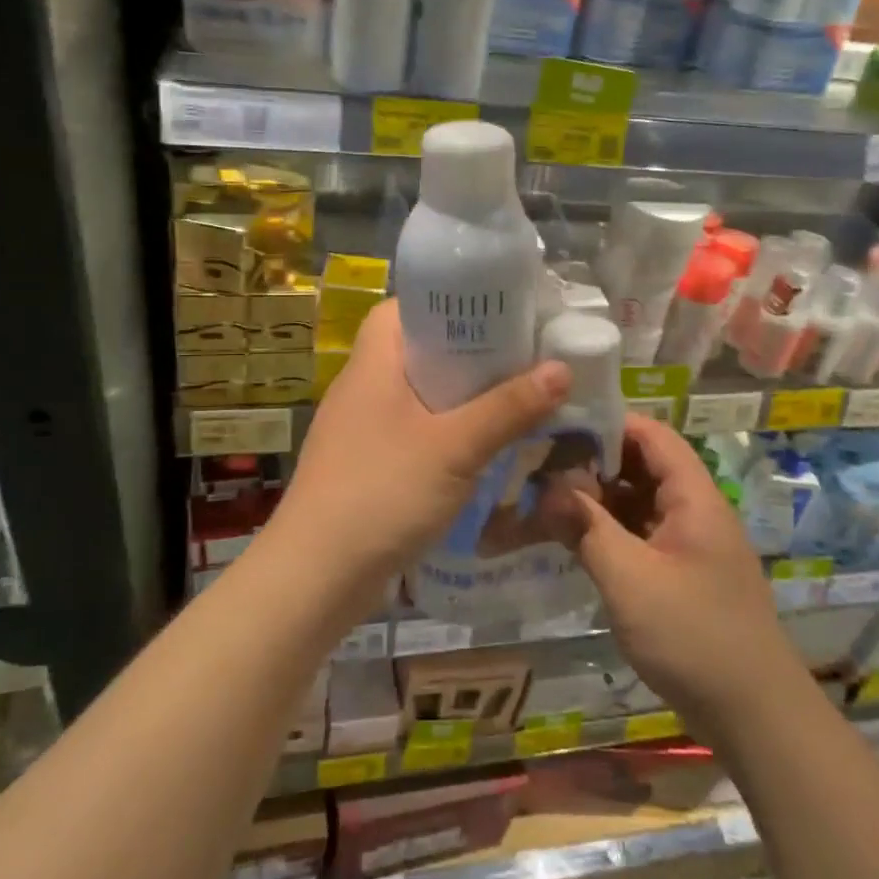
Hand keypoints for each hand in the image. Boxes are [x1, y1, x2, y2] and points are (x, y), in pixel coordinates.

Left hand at [271, 301, 569, 588]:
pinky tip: (479, 450)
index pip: (406, 307)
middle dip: (468, 355)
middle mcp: (362, 386)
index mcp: (373, 363)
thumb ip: (509, 408)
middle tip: (519, 358)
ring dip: (460, 398)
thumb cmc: (383, 492)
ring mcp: (359, 428)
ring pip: (418, 395)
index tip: (496, 312)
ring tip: (511, 400)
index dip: (450, 303)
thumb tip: (562, 368)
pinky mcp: (364, 464)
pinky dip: (444, 433)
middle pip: (418, 351)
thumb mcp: (455, 447)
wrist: (316, 575)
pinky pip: (412, 431)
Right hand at [574, 414, 801, 737]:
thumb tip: (546, 486)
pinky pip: (640, 534)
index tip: (557, 426)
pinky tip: (573, 537)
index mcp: (694, 498)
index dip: (607, 423)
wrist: (755, 717)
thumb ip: (586, 527)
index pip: (651, 435)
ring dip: (598, 498)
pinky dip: (608, 530)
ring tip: (545, 497)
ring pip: (638, 502)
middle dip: (594, 461)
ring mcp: (689, 544)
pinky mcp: (681, 574)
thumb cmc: (693, 637)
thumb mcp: (630, 580)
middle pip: (642, 466)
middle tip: (539, 465)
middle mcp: (695, 511)